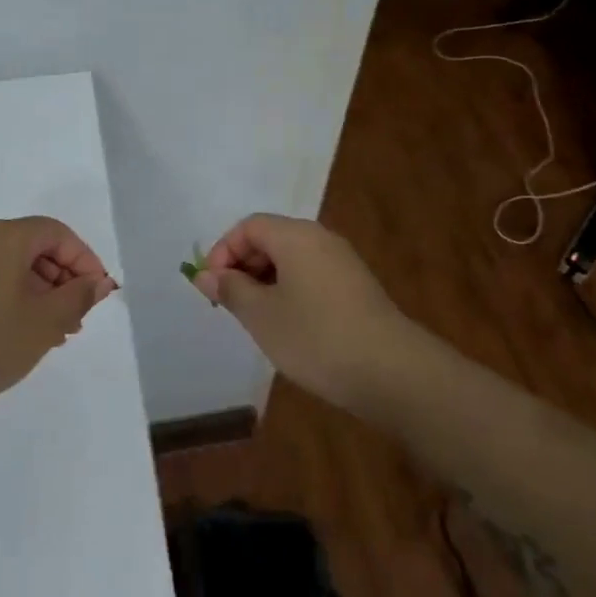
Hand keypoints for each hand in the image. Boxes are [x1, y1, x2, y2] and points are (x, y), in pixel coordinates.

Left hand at [0, 217, 116, 431]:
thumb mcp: (44, 323)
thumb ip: (78, 297)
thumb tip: (98, 282)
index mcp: (4, 237)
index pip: (58, 233)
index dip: (86, 260)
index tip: (99, 296)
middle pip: (35, 247)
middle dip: (64, 279)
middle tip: (79, 318)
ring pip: (13, 270)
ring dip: (42, 295)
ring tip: (56, 334)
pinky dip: (15, 304)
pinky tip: (22, 339)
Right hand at [192, 214, 420, 410]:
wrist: (390, 371)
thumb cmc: (315, 337)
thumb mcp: (261, 315)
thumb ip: (230, 289)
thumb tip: (205, 274)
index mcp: (296, 236)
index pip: (249, 226)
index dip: (223, 251)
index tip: (213, 288)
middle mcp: (321, 239)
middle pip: (271, 238)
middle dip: (243, 267)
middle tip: (229, 305)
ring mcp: (343, 263)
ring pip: (292, 260)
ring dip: (266, 283)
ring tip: (256, 320)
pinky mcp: (356, 288)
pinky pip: (311, 277)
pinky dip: (290, 292)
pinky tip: (288, 327)